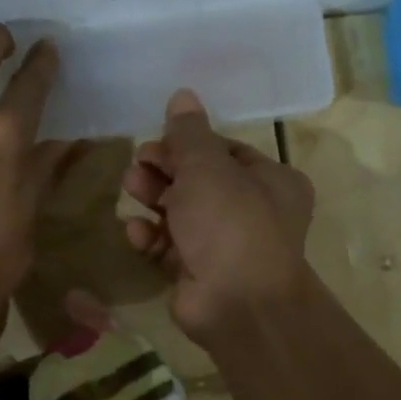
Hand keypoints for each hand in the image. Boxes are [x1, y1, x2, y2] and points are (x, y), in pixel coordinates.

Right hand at [122, 89, 315, 339]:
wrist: (237, 304)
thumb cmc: (230, 224)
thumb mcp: (208, 167)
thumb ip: (189, 133)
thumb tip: (183, 95)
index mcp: (270, 181)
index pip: (224, 151)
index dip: (187, 144)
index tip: (156, 141)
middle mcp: (252, 211)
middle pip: (199, 181)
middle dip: (165, 170)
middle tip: (138, 165)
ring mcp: (224, 246)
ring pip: (181, 213)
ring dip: (154, 198)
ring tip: (130, 188)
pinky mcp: (198, 273)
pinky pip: (170, 247)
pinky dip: (152, 237)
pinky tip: (135, 231)